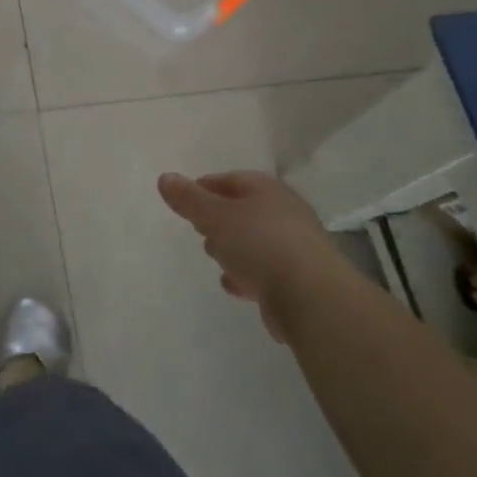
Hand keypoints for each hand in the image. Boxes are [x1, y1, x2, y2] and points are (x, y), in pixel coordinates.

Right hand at [156, 170, 333, 341]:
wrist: (312, 299)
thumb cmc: (259, 244)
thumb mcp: (215, 217)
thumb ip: (189, 199)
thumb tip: (165, 177)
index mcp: (267, 191)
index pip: (232, 179)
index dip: (205, 187)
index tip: (184, 199)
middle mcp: (285, 214)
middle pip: (245, 210)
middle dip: (219, 219)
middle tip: (198, 228)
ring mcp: (295, 249)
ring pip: (256, 242)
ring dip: (234, 248)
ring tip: (215, 258)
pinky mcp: (299, 281)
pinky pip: (266, 271)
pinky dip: (248, 274)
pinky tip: (235, 286)